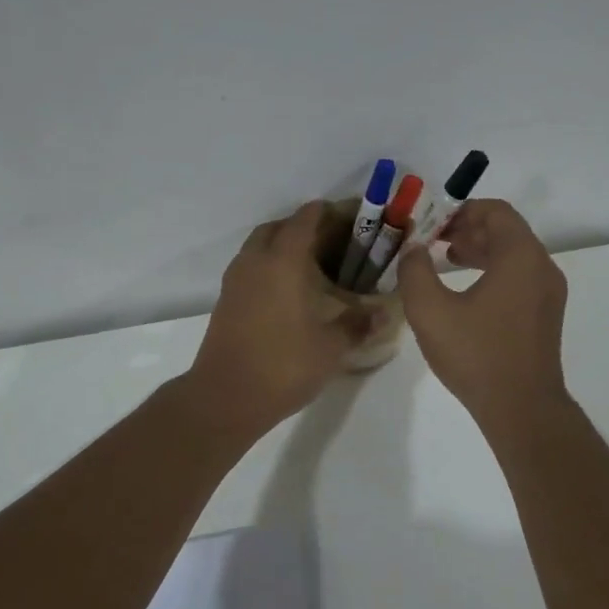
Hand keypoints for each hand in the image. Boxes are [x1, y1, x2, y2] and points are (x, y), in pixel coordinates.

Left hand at [186, 201, 376, 433]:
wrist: (226, 396)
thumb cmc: (284, 365)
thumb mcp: (332, 347)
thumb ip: (358, 324)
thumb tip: (383, 313)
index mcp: (283, 260)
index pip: (306, 219)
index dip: (329, 212)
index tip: (352, 217)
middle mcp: (256, 260)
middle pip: (278, 227)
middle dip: (303, 227)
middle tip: (332, 244)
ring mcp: (235, 280)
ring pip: (259, 246)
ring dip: (282, 245)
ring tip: (311, 266)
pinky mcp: (225, 299)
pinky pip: (249, 267)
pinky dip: (268, 266)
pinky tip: (288, 291)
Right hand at [396, 199, 568, 421]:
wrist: (521, 408)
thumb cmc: (476, 354)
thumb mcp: (430, 310)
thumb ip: (415, 270)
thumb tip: (412, 249)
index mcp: (521, 257)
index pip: (495, 211)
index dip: (461, 210)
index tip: (432, 224)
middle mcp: (542, 267)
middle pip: (506, 231)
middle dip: (468, 229)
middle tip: (434, 240)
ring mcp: (548, 293)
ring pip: (513, 255)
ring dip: (480, 250)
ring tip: (447, 260)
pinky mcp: (545, 316)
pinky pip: (519, 277)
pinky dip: (493, 271)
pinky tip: (466, 292)